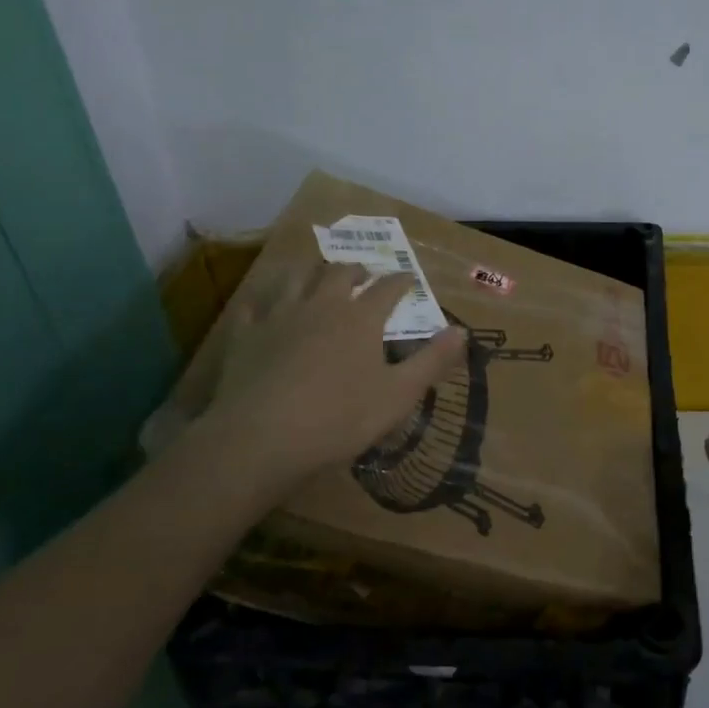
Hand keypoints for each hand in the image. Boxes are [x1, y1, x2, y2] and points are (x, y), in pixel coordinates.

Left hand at [199, 262, 466, 487]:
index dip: (401, 281)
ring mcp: (280, 316)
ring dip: (311, 271)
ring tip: (316, 274)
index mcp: (361, 318)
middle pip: (339, 273)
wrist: (262, 437)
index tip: (409, 278)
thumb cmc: (340, 418)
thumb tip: (462, 331)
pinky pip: (254, 306)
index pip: (388, 288)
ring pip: (295, 278)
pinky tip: (264, 304)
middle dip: (355, 269)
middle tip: (363, 273)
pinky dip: (264, 301)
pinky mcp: (246, 335)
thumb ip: (432, 361)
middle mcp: (322, 305)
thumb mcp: (399, 395)